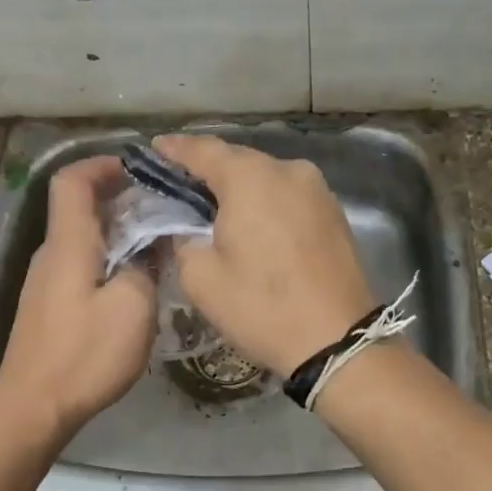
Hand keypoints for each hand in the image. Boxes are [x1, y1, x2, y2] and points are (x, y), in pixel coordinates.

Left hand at [0, 157, 155, 435]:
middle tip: (162, 209)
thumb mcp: (133, 306)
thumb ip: (146, 266)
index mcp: (69, 243)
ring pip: (82, 238)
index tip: (139, 169)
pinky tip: (134, 282)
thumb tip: (151, 246)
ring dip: (117, 231)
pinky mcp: (48, 307)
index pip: (73, 181)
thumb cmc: (84, 353)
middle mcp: (52, 254)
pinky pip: (80, 265)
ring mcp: (46, 282)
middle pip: (79, 207)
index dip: (103, 165)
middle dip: (119, 198)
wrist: (33, 407)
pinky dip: (108, 259)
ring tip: (157, 244)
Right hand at [153, 134, 375, 375]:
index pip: (203, 150)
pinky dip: (266, 202)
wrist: (336, 341)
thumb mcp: (201, 278)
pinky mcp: (334, 212)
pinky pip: (289, 196)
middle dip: (208, 169)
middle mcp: (287, 171)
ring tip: (215, 206)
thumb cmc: (261, 307)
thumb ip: (182, 240)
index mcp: (250, 178)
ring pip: (267, 178)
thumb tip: (184, 228)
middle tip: (180, 183)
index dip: (175, 149)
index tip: (155, 149)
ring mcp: (317, 190)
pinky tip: (253, 222)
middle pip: (238, 160)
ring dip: (240, 188)